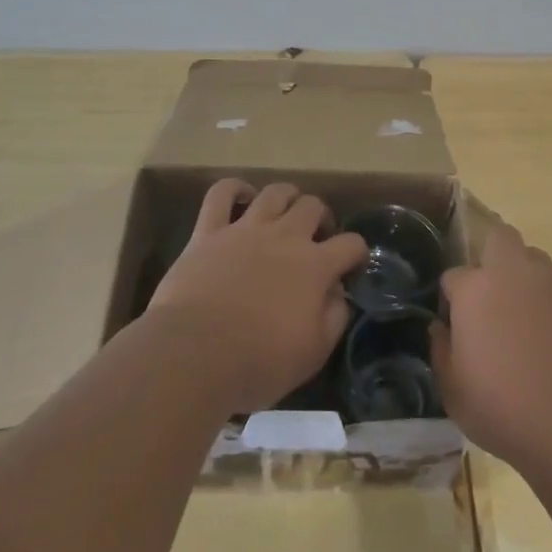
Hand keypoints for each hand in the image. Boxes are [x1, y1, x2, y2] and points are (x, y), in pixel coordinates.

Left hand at [145, 179, 365, 414]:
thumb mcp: (314, 352)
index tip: (351, 267)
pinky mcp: (209, 232)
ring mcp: (245, 230)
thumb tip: (338, 293)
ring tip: (284, 214)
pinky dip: (234, 189)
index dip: (357, 253)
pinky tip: (241, 198)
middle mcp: (285, 237)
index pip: (351, 244)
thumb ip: (335, 316)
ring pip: (275, 192)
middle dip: (321, 218)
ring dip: (286, 198)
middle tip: (315, 239)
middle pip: (313, 206)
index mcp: (315, 266)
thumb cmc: (259, 361)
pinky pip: (221, 194)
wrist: (194, 355)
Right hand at [431, 221, 551, 474]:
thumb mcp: (453, 391)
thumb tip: (440, 328)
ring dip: (524, 278)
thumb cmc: (504, 408)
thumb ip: (441, 351)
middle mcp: (514, 275)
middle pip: (500, 238)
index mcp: (475, 289)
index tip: (454, 326)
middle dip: (490, 255)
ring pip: (534, 260)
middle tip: (488, 296)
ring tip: (523, 319)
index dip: (450, 299)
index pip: (453, 275)